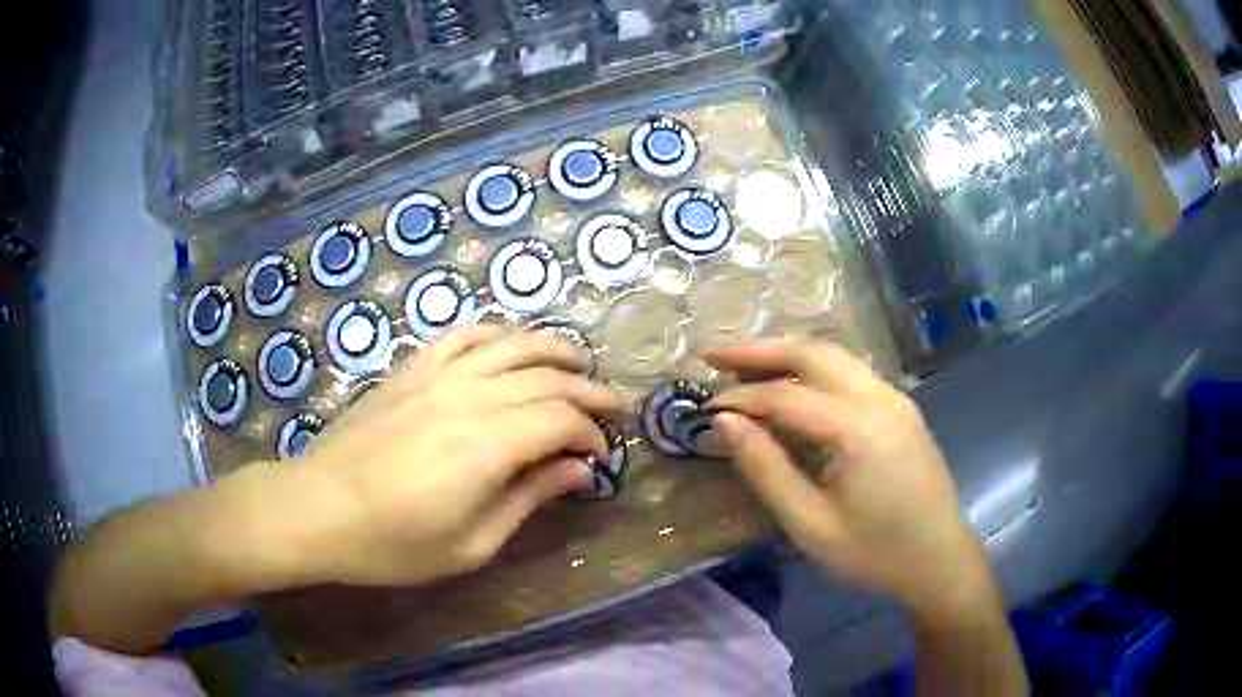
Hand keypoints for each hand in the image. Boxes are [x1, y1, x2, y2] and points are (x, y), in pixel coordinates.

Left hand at [288, 325, 621, 587]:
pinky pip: (461, 336)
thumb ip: (529, 499)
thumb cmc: (393, 542)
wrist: (318, 508)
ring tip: (578, 362)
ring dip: (552, 349)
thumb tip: (577, 471)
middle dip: (588, 390)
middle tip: (612, 407)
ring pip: (511, 344)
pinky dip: (494, 334)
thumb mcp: (472, 543)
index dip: (590, 434)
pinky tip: (508, 346)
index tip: (599, 456)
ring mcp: (436, 375)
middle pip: (546, 378)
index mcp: (488, 444)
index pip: (561, 420)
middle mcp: (469, 396)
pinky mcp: (410, 369)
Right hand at [704, 341, 993, 616]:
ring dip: (789, 354)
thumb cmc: (875, 553)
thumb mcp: (811, 526)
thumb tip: (725, 423)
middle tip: (714, 354)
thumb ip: (767, 470)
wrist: (940, 560)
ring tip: (746, 364)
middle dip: (760, 350)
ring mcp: (896, 399)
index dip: (741, 397)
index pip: (786, 395)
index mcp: (859, 428)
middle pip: (814, 353)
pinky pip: (852, 373)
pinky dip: (815, 369)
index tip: (705, 406)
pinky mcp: (902, 410)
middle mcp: (880, 398)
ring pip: (836, 357)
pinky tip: (794, 385)